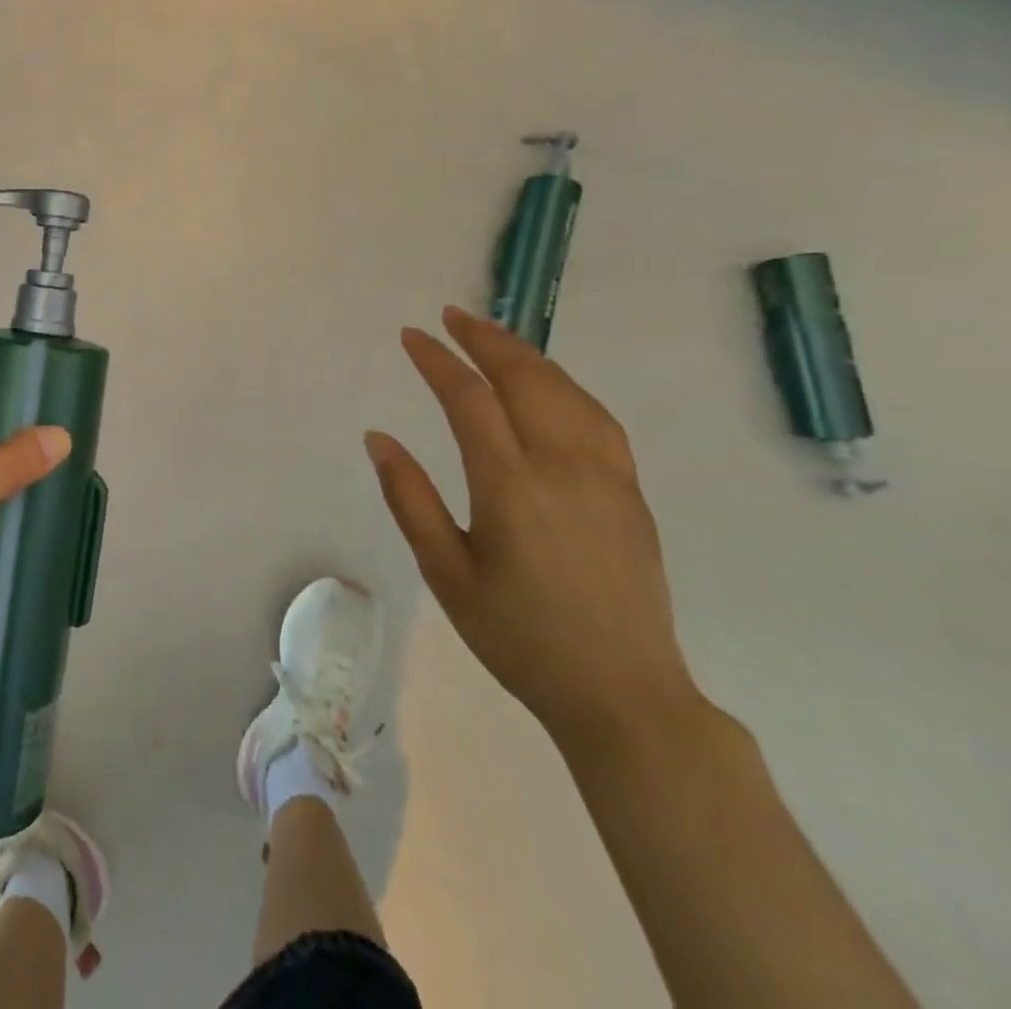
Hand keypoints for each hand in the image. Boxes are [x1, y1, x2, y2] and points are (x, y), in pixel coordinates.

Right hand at [365, 307, 702, 752]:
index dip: (438, 361)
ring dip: (526, 355)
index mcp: (512, 488)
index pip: (470, 400)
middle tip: (452, 316)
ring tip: (493, 336)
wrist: (624, 693)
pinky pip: (596, 417)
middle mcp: (564, 468)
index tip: (412, 336)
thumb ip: (410, 499)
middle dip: (485, 340)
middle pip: (526, 379)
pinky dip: (565, 384)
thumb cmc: (518, 636)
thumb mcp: (446, 573)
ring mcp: (607, 476)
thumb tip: (379, 438)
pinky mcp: (631, 492)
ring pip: (566, 391)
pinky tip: (549, 384)